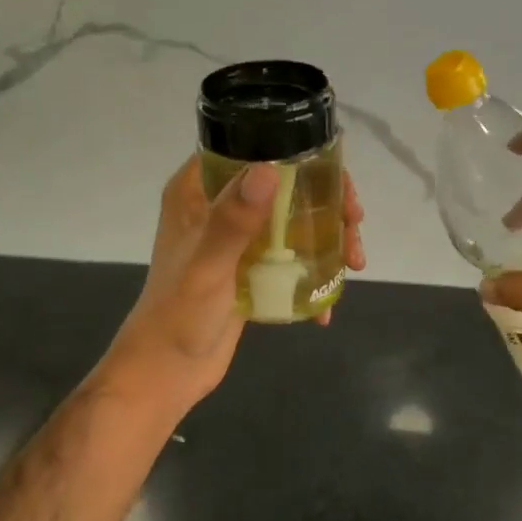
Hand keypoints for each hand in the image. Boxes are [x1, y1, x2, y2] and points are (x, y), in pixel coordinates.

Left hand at [96, 155, 366, 416]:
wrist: (167, 372)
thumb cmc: (178, 314)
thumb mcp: (207, 264)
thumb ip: (234, 220)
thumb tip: (269, 170)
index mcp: (197, 191)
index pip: (248, 149)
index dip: (293, 152)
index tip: (332, 173)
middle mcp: (218, 207)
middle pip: (282, 184)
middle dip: (325, 199)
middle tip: (353, 221)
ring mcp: (237, 240)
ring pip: (292, 219)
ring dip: (328, 235)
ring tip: (354, 262)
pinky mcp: (251, 270)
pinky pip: (291, 255)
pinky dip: (315, 270)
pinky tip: (329, 300)